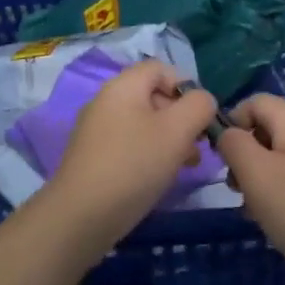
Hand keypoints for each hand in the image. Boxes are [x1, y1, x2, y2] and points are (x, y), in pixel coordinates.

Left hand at [34, 59, 218, 259]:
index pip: (161, 68)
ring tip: (186, 166)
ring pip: (144, 124)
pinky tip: (160, 178)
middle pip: (154, 96)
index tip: (201, 118)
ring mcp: (97, 131)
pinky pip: (130, 144)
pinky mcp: (94, 157)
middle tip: (198, 147)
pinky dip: (150, 155)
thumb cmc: (134, 165)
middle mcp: (106, 101)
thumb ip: (199, 106)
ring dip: (170, 140)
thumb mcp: (177, 131)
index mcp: (123, 86)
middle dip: (182, 118)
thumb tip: (203, 101)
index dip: (187, 86)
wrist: (82, 215)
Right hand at [216, 94, 284, 284]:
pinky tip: (278, 220)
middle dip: (245, 156)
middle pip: (268, 129)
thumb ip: (234, 144)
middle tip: (236, 190)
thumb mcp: (255, 174)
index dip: (231, 123)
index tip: (221, 160)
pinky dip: (282, 191)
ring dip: (260, 178)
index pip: (255, 102)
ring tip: (254, 211)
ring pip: (282, 156)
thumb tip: (228, 133)